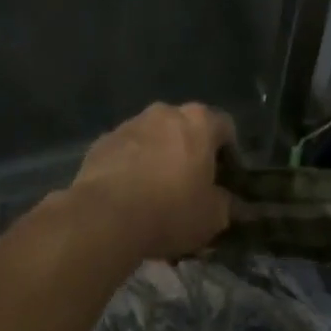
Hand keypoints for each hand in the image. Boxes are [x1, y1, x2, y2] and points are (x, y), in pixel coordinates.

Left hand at [71, 102, 235, 261]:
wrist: (105, 217)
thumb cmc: (171, 210)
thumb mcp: (213, 217)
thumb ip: (226, 204)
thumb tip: (227, 201)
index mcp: (198, 121)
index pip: (225, 127)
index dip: (229, 154)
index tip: (225, 179)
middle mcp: (164, 113)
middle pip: (186, 128)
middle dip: (190, 152)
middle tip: (191, 185)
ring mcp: (129, 124)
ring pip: (153, 138)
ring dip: (159, 157)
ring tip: (156, 192)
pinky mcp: (102, 142)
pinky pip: (126, 151)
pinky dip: (131, 166)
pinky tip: (129, 195)